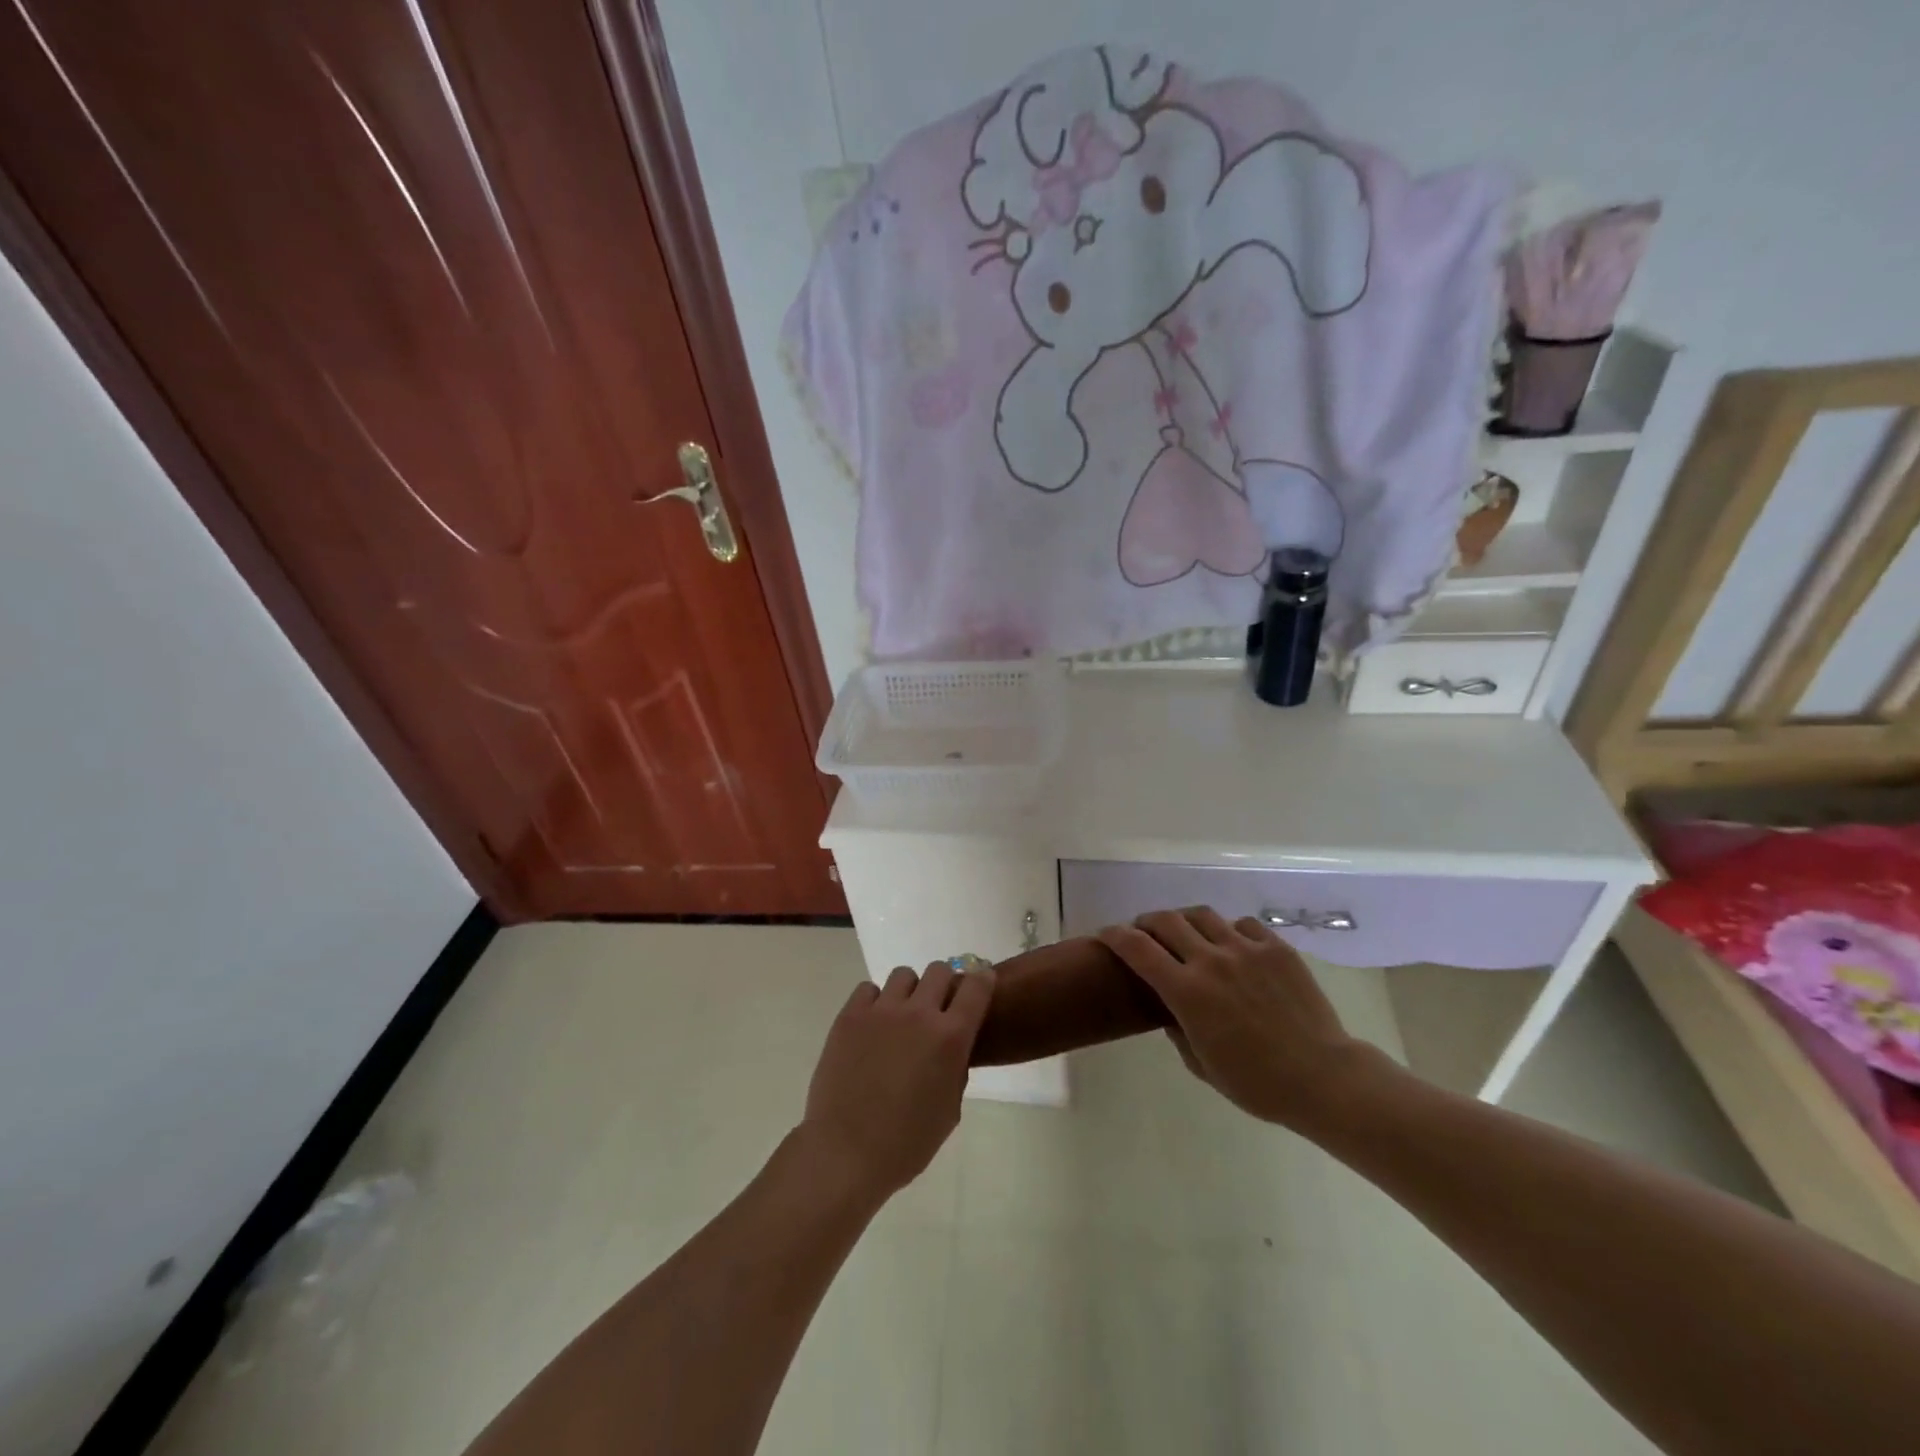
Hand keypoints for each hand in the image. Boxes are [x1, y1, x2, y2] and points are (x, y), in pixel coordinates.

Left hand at [799, 961, 995, 1203]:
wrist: (846, 1153)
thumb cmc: (906, 1143)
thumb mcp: (950, 1109)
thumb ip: (955, 1067)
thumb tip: (949, 1046)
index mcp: (951, 1037)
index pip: (977, 986)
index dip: (982, 981)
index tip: (980, 986)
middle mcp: (919, 1014)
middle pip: (940, 970)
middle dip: (943, 985)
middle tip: (936, 1010)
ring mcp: (882, 1011)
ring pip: (904, 975)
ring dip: (909, 992)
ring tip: (900, 1020)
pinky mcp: (850, 1015)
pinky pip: (869, 989)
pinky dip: (875, 1002)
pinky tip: (871, 1027)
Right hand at [1098, 907, 1382, 1132]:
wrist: (1323, 1078)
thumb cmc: (1256, 1084)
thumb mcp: (1201, 1066)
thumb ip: (1178, 1029)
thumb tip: (1172, 1008)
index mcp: (1187, 992)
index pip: (1136, 948)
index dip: (1114, 935)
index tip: (1106, 934)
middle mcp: (1211, 960)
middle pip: (1166, 920)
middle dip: (1147, 922)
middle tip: (1145, 933)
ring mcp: (1246, 949)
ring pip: (1202, 915)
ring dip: (1185, 921)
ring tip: (1187, 933)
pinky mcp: (1276, 948)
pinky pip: (1243, 925)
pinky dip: (1229, 931)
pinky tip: (1232, 946)